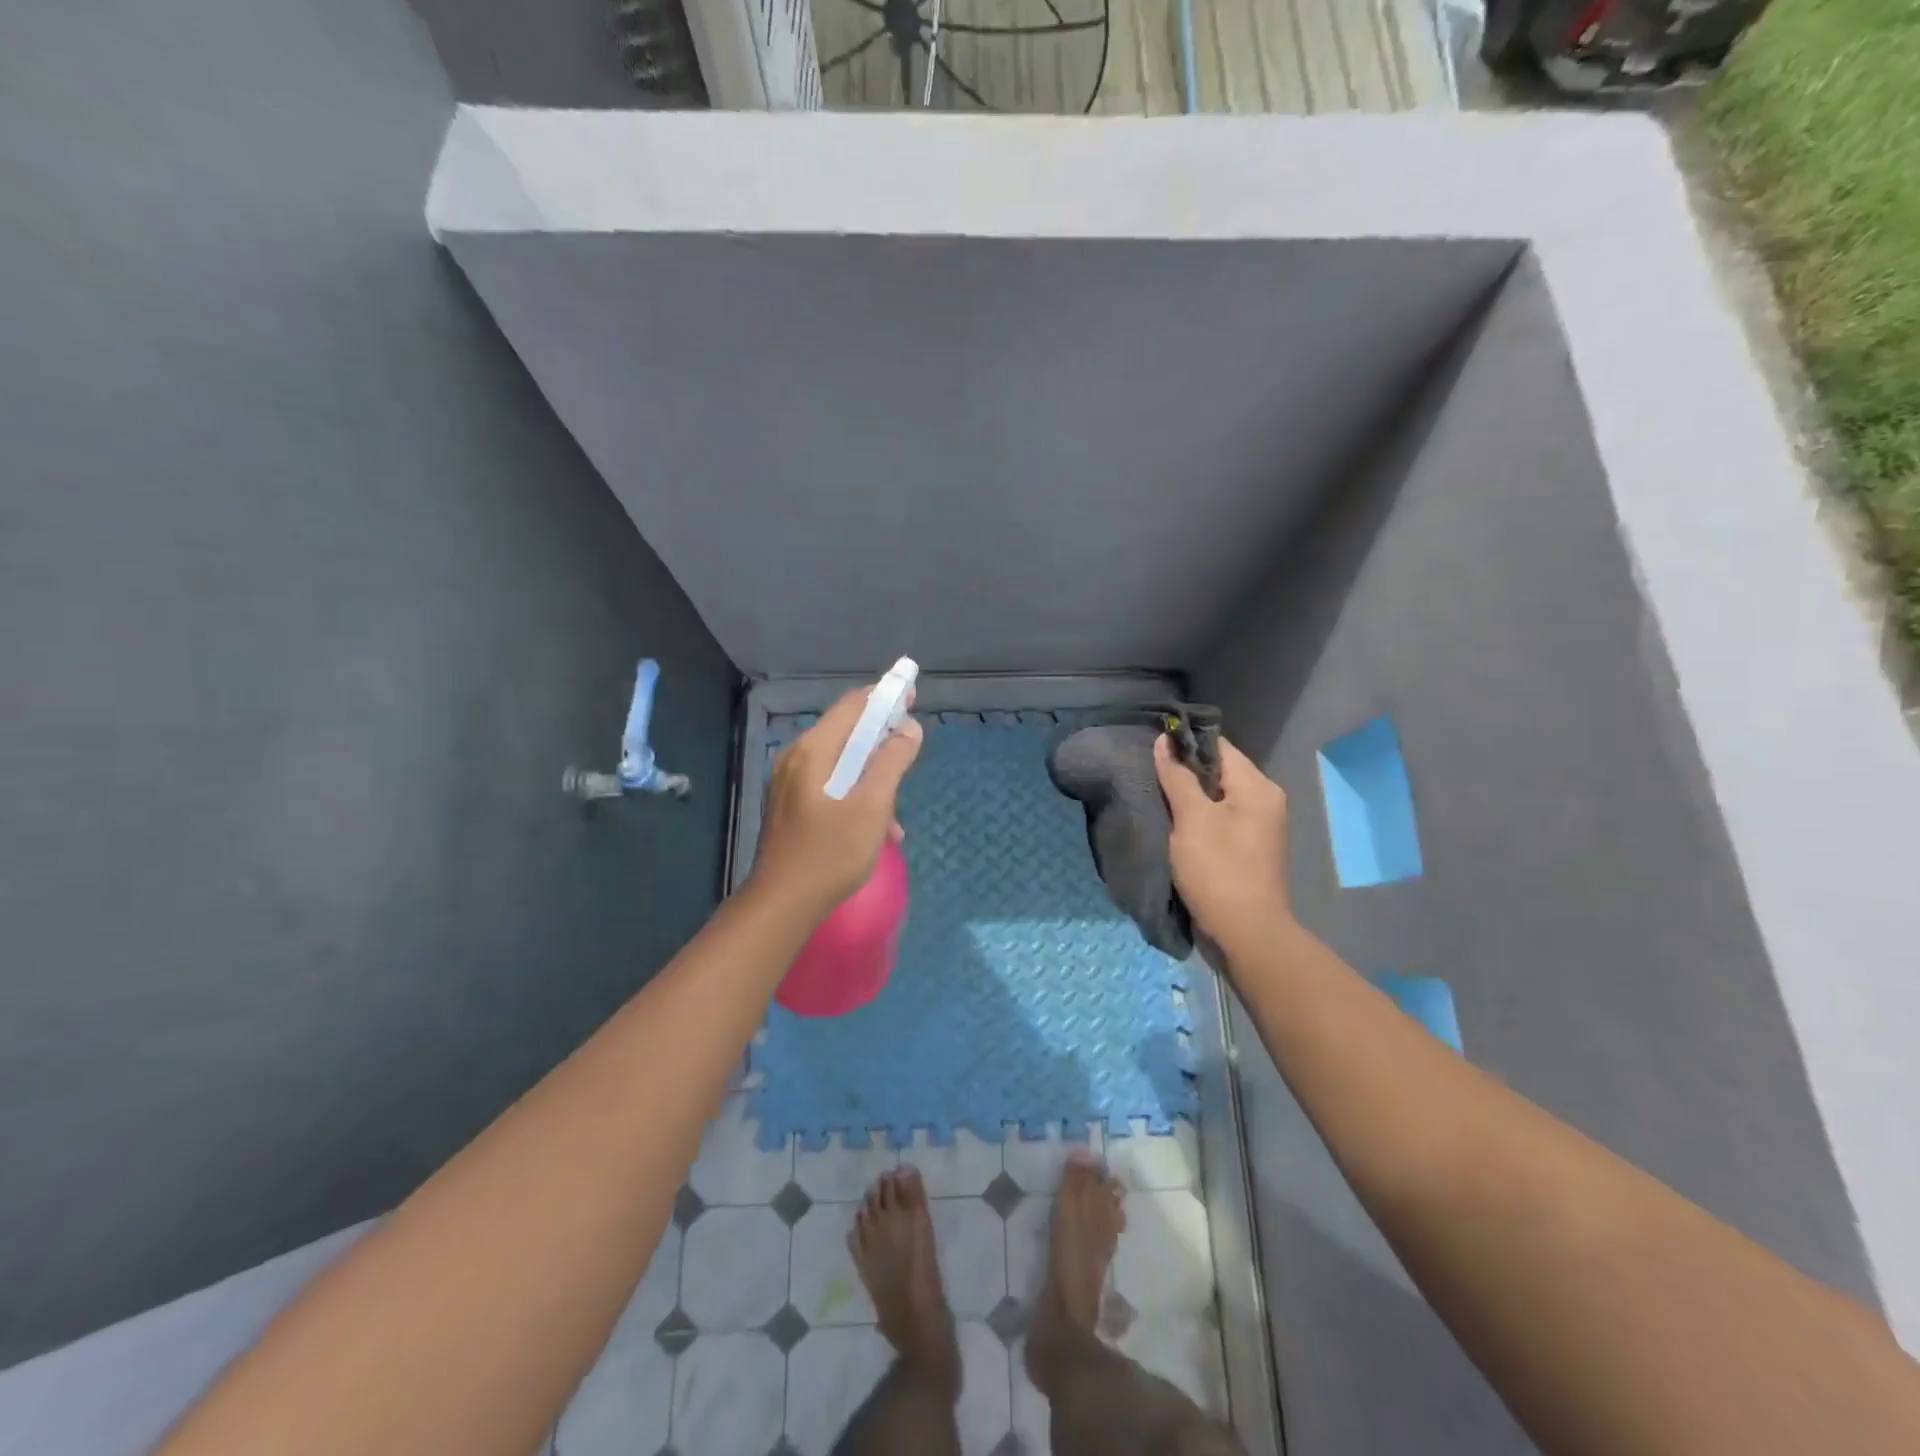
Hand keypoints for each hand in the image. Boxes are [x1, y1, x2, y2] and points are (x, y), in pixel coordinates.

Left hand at [748, 686, 923, 918]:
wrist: (783, 903)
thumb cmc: (831, 852)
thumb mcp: (872, 806)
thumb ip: (892, 762)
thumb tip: (909, 728)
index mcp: (814, 750)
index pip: (853, 706)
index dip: (884, 696)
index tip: (912, 695)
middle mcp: (797, 757)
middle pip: (846, 733)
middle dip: (881, 741)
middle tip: (910, 751)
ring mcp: (789, 782)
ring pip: (841, 764)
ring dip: (872, 778)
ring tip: (894, 814)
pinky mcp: (790, 805)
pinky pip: (830, 786)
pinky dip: (855, 796)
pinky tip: (876, 830)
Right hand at [1154, 733, 1292, 947]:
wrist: (1246, 933)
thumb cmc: (1218, 869)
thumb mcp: (1192, 818)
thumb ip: (1177, 777)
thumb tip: (1164, 741)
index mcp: (1258, 787)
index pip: (1218, 747)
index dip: (1185, 743)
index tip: (1152, 745)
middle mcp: (1264, 801)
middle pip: (1218, 772)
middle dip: (1183, 772)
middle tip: (1147, 772)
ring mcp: (1258, 828)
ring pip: (1216, 799)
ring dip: (1187, 798)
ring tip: (1154, 796)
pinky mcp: (1247, 850)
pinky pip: (1218, 822)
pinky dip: (1196, 820)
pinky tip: (1172, 825)